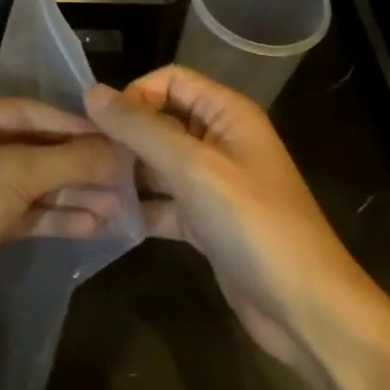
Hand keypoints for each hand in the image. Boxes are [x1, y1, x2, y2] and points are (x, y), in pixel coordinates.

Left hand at [0, 95, 124, 351]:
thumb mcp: (13, 175)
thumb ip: (69, 160)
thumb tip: (120, 151)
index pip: (30, 111)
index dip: (76, 126)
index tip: (120, 138)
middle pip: (33, 147)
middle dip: (78, 164)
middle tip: (127, 175)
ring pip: (31, 183)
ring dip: (72, 193)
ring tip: (120, 204)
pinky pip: (23, 213)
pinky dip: (54, 217)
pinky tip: (94, 224)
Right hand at [86, 66, 368, 365]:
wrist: (305, 308)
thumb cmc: (253, 224)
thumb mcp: (193, 168)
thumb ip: (141, 129)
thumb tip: (91, 92)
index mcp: (228, 114)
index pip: (171, 80)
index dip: (136, 94)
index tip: (102, 126)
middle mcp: (221, 141)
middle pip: (162, 121)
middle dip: (124, 135)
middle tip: (84, 159)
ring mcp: (214, 184)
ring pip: (159, 163)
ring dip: (126, 173)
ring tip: (86, 188)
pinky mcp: (206, 222)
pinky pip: (164, 202)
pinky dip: (139, 208)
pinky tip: (106, 220)